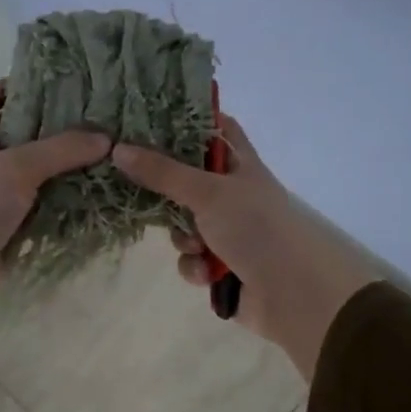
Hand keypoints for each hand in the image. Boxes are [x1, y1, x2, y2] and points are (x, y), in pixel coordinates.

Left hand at [0, 83, 110, 328]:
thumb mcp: (16, 167)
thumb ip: (61, 150)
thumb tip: (106, 138)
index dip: (8, 87)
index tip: (47, 83)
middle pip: (22, 138)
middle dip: (55, 129)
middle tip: (98, 119)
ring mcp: (1, 199)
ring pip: (40, 177)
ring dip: (69, 171)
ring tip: (110, 155)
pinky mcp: (15, 229)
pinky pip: (47, 211)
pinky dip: (69, 206)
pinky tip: (100, 197)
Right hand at [111, 115, 377, 380]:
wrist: (293, 292)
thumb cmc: (255, 227)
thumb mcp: (208, 192)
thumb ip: (162, 172)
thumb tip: (117, 149)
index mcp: (240, 164)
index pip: (214, 128)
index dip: (185, 120)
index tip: (146, 119)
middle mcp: (234, 193)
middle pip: (187, 179)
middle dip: (166, 191)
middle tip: (133, 184)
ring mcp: (229, 230)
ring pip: (184, 224)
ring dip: (183, 237)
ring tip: (197, 246)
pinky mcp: (222, 265)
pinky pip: (192, 259)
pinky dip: (195, 266)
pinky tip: (207, 274)